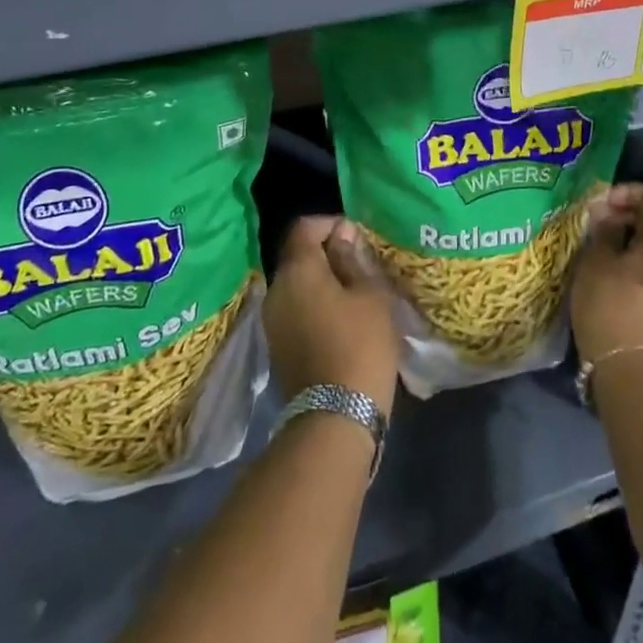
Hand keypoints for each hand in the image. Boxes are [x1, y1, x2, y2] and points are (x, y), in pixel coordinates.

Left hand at [264, 216, 399, 417]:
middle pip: (298, 256)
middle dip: (328, 253)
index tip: (358, 237)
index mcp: (297, 270)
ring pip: (297, 285)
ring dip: (322, 282)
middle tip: (361, 265)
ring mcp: (272, 321)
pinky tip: (341, 321)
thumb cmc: (360, 345)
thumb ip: (353, 258)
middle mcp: (276, 289)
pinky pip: (295, 310)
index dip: (331, 223)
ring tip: (355, 294)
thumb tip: (342, 233)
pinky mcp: (277, 347)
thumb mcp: (370, 295)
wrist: (335, 419)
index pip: (305, 227)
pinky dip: (315, 306)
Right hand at [571, 183, 642, 364]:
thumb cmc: (610, 301)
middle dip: (630, 214)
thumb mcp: (597, 258)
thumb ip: (604, 229)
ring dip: (632, 238)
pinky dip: (635, 259)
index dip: (631, 192)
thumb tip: (606, 212)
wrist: (627, 362)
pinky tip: (610, 268)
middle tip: (598, 221)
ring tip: (600, 243)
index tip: (603, 203)